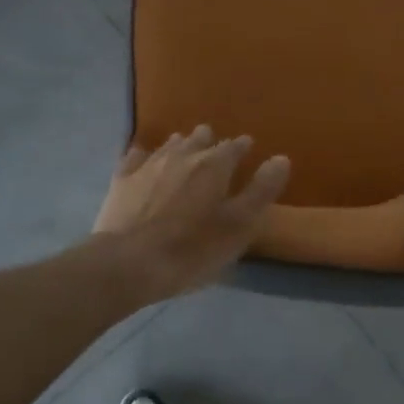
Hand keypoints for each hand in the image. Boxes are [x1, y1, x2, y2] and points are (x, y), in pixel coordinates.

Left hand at [94, 126, 290, 301]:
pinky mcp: (122, 179)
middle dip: (210, 142)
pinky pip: (135, 157)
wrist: (127, 263)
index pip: (234, 147)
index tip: (247, 148)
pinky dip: (144, 155)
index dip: (242, 147)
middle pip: (200, 139)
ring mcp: (149, 165)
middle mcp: (182, 155)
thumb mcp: (238, 227)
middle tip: (215, 148)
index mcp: (214, 166)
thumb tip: (281, 158)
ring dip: (181, 145)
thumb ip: (261, 191)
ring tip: (185, 149)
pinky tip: (143, 158)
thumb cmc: (191, 249)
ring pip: (170, 145)